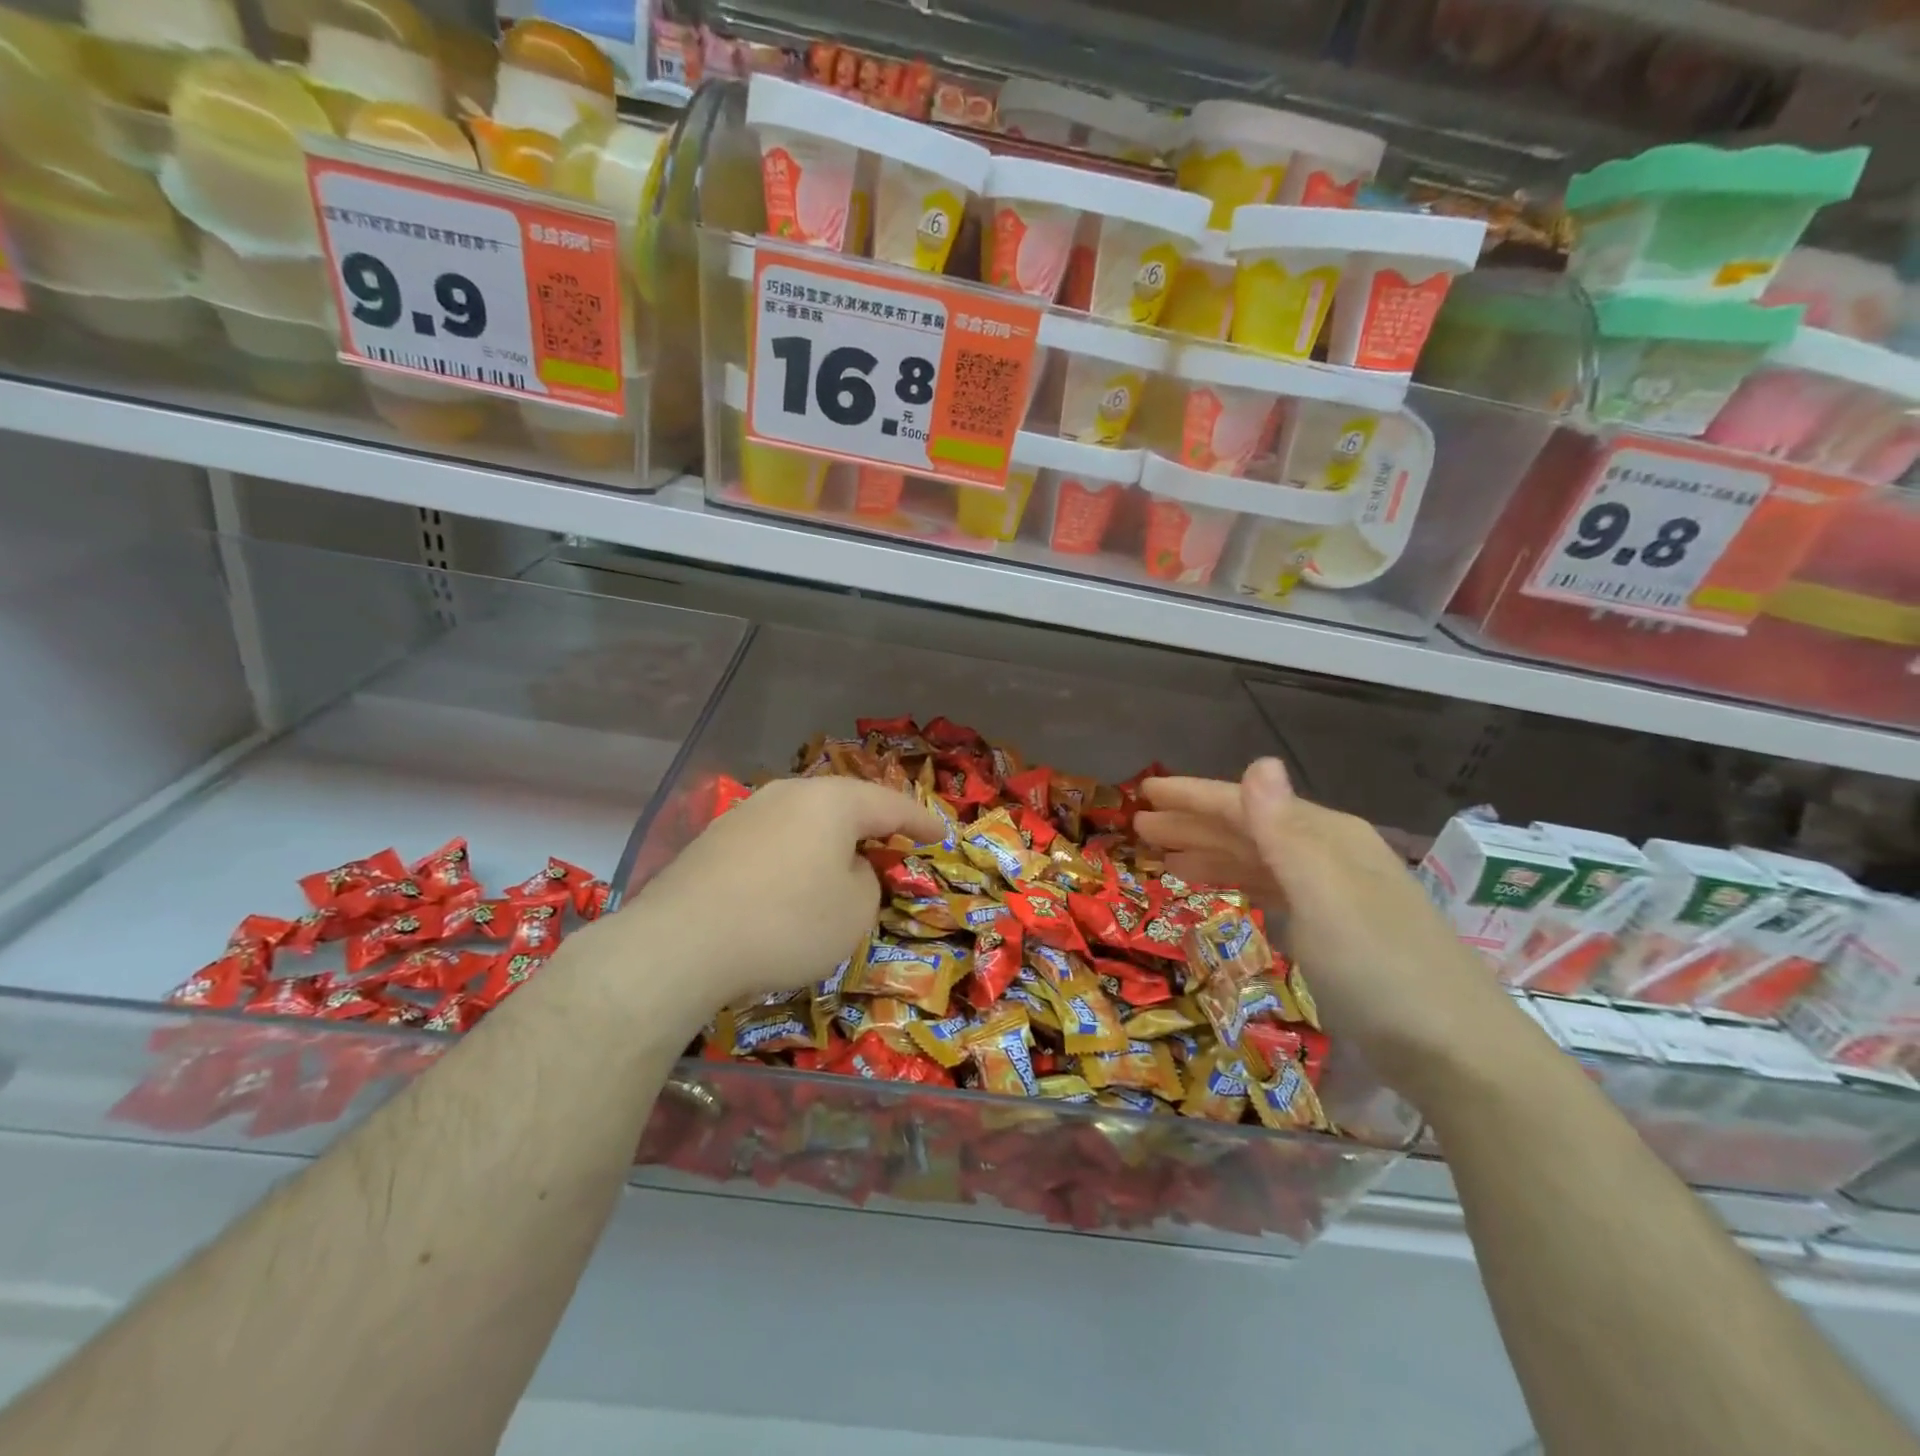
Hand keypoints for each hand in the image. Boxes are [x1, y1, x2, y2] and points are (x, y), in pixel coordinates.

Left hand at [613, 776, 941, 1019]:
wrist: (680, 944)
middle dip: (871, 825)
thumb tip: (846, 869)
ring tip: (842, 865)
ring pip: (804, 821)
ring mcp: (746, 813)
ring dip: (829, 843)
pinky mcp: (715, 841)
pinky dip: (794, 858)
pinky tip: (790, 886)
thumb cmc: (786, 923)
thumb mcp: (854, 912)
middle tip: (893, 844)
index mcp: (831, 802)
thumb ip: (866, 881)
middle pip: (844, 805)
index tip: (942, 834)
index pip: (891, 804)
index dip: (922, 821)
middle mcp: (788, 794)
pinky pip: (773, 841)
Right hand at [1136, 759, 1516, 1086]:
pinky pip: (1273, 890)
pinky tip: (1221, 891)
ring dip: (1211, 854)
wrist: (1458, 1052)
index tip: (1143, 795)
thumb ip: (1283, 830)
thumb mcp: (1324, 895)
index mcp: (1325, 836)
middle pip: (1249, 828)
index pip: (1245, 804)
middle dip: (1193, 824)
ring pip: (1259, 860)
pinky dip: (1240, 884)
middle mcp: (1329, 855)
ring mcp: (1335, 894)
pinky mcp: (1336, 932)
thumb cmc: (1379, 968)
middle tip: (1139, 828)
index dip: (1192, 797)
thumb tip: (1258, 761)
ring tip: (1165, 859)